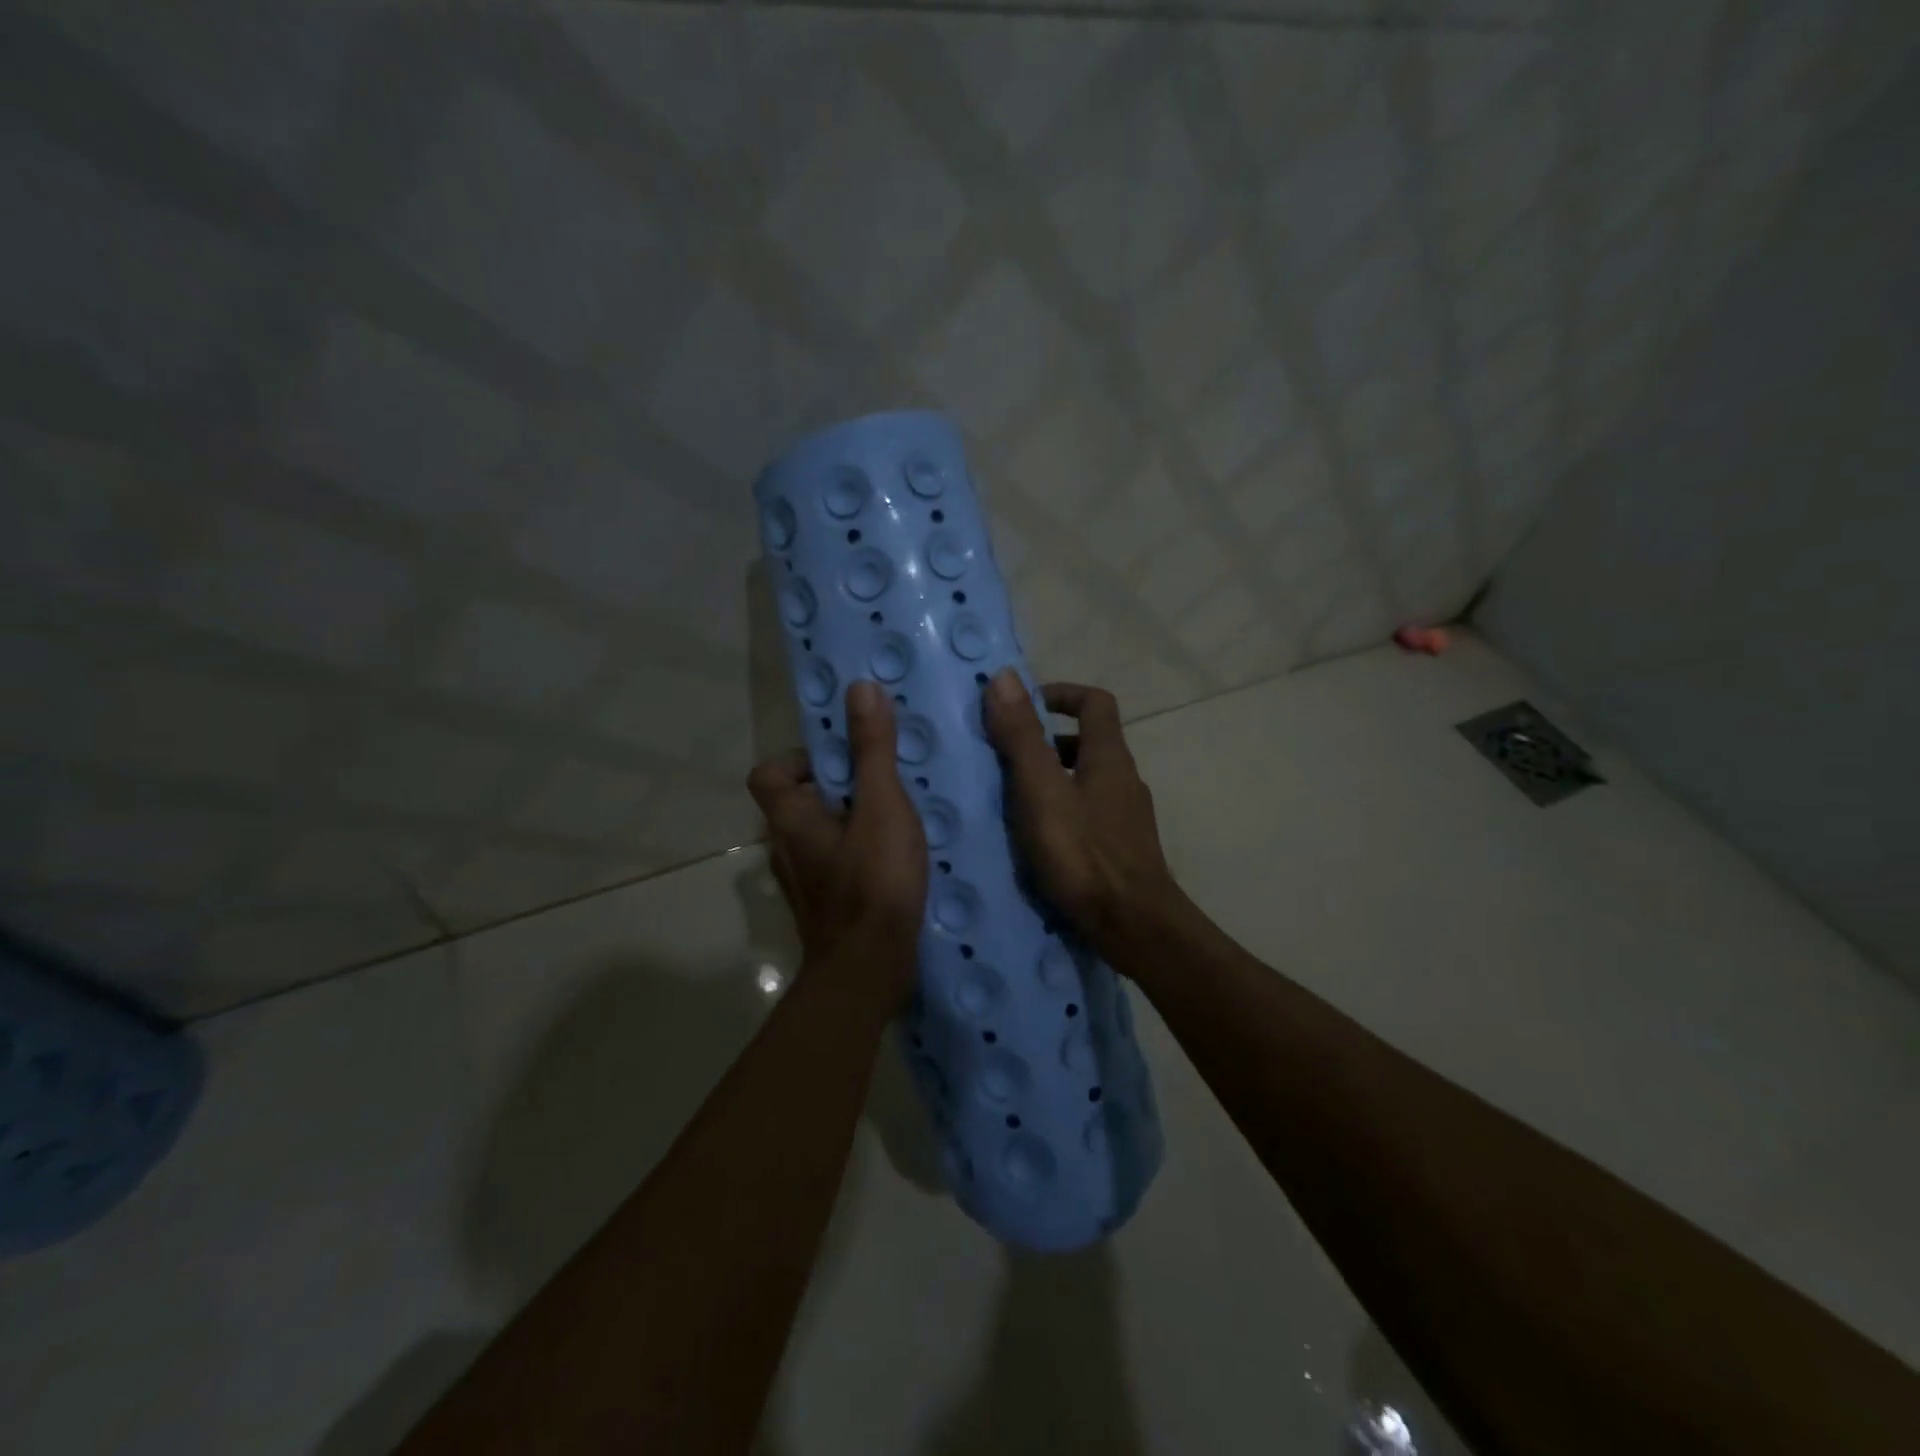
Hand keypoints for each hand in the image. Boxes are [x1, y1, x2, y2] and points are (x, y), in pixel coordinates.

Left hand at [748, 681, 927, 997]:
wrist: (869, 970)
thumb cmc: (872, 881)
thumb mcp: (881, 805)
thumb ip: (872, 749)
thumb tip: (860, 688)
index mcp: (790, 817)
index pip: (769, 772)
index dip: (800, 757)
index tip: (843, 757)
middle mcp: (788, 846)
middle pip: (801, 800)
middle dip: (841, 786)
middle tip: (886, 782)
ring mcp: (806, 880)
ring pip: (824, 832)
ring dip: (855, 819)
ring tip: (900, 815)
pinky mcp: (828, 904)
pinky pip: (840, 861)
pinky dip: (863, 851)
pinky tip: (900, 857)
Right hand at [982, 670, 1180, 954]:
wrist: (1135, 927)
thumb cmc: (1084, 854)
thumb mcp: (1041, 791)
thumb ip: (1022, 736)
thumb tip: (1004, 676)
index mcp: (1109, 757)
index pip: (1094, 702)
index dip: (1060, 694)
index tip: (1022, 707)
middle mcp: (1123, 780)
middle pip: (1088, 742)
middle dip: (1045, 741)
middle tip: (1004, 758)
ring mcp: (1127, 817)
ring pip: (1086, 781)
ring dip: (1050, 779)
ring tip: (1011, 801)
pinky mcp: (1122, 850)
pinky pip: (1088, 814)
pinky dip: (1060, 812)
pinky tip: (1036, 840)